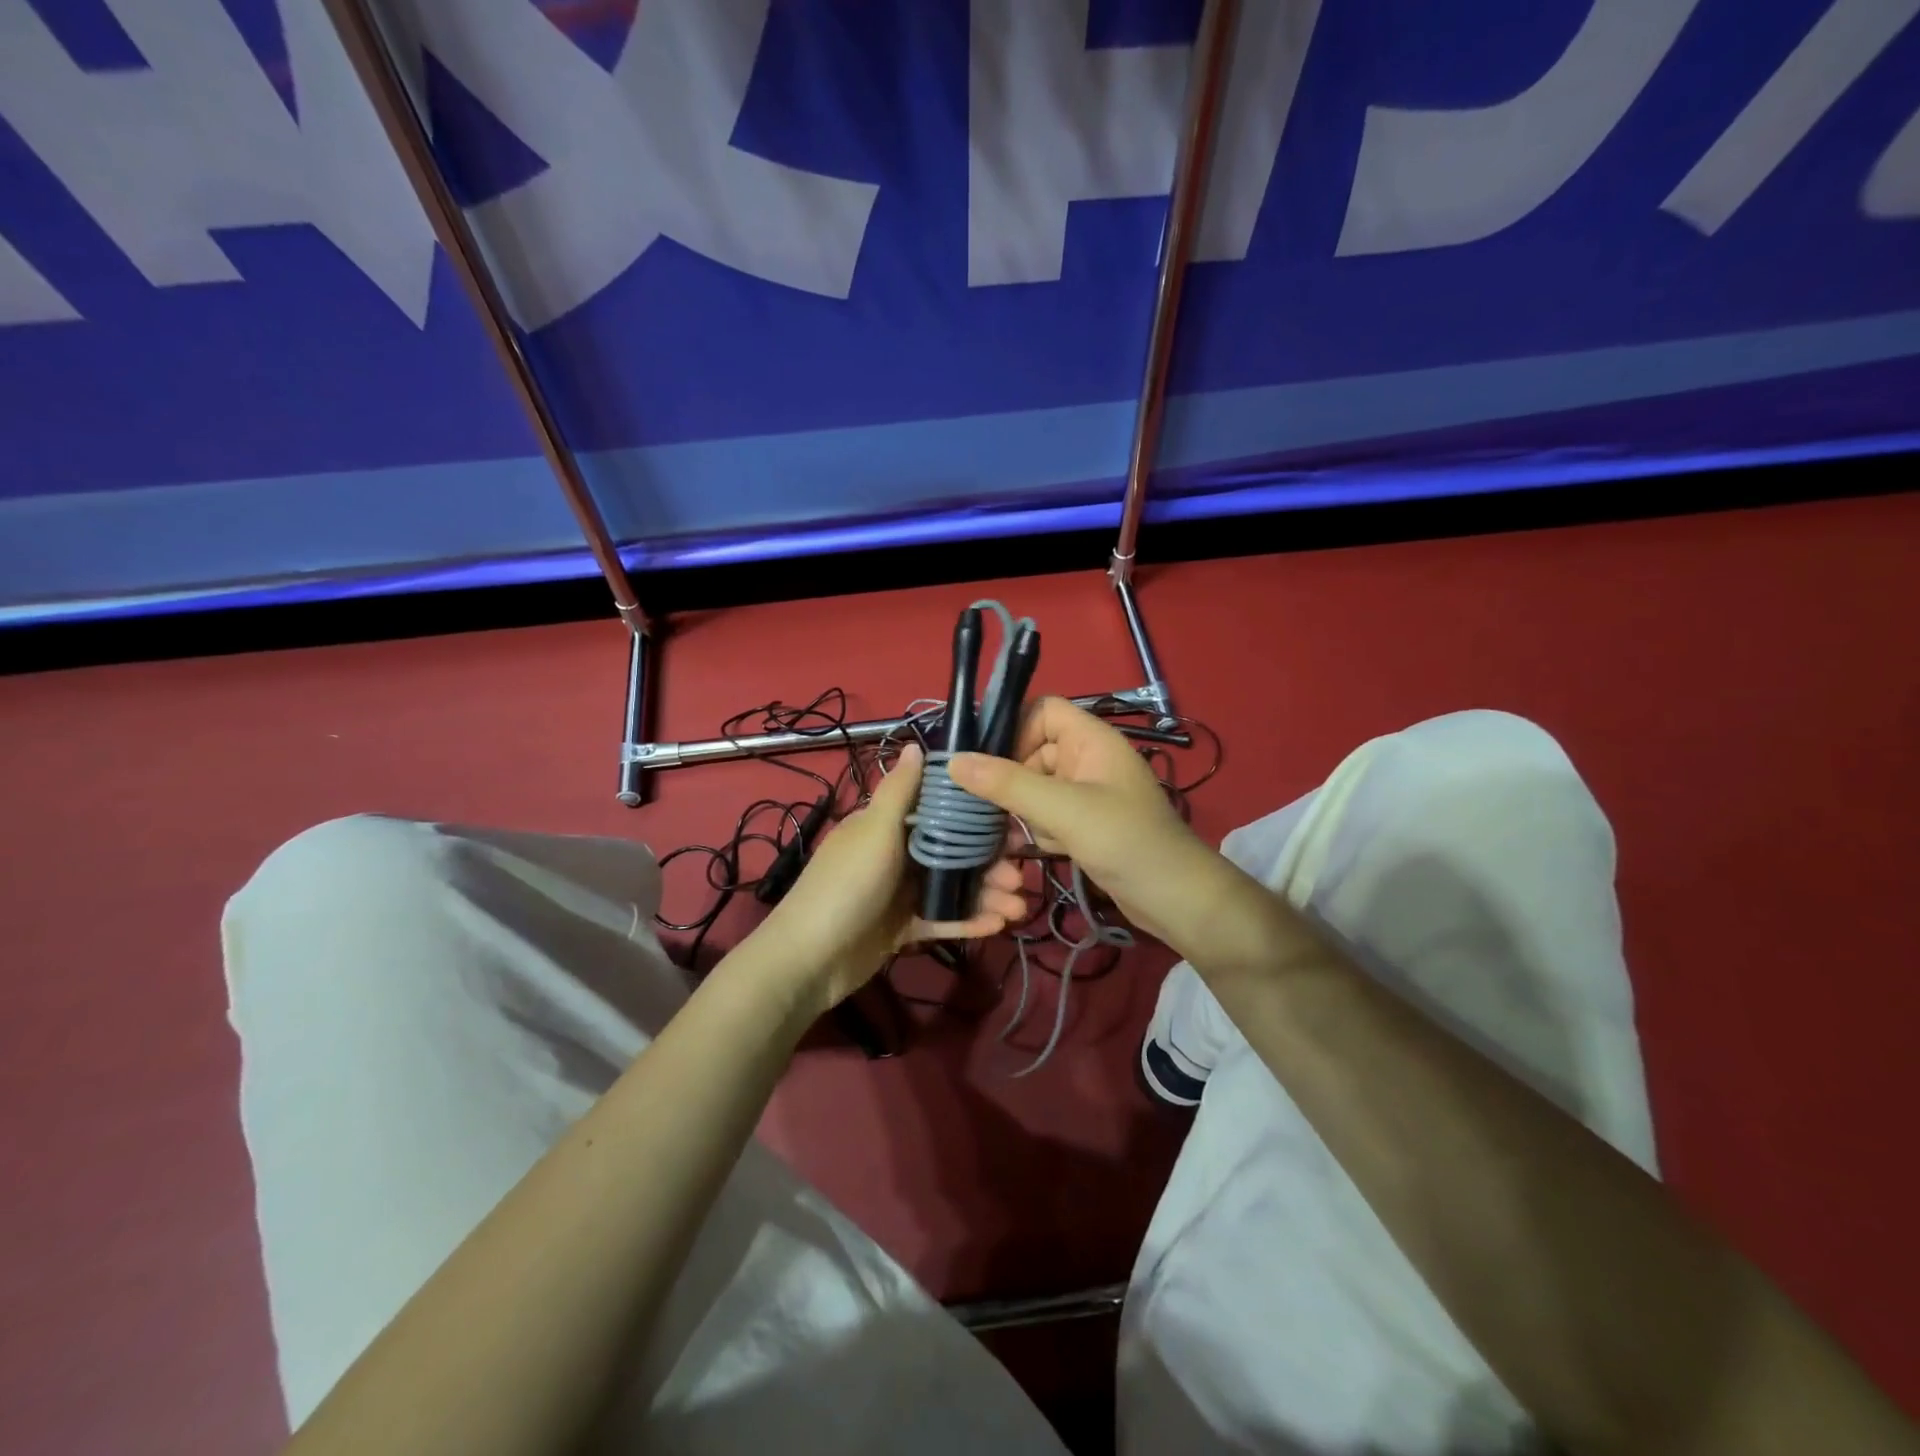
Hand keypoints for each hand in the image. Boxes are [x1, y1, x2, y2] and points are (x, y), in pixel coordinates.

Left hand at [747, 744, 1026, 1014]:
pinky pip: (942, 919)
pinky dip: (968, 921)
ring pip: (953, 887)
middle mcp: (896, 854)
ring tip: (1018, 908)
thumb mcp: (875, 831)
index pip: (939, 812)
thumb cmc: (846, 886)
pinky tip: (998, 926)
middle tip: (1021, 876)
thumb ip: (900, 791)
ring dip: (986, 895)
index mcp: (887, 825)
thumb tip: (915, 744)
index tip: (1011, 824)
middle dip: (989, 863)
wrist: (809, 959)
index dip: (975, 817)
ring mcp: (900, 893)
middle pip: (953, 852)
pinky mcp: (903, 928)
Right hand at [948, 698, 1220, 948]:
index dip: (1013, 730)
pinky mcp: (1085, 824)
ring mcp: (1087, 793)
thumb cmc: (1125, 841)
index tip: (988, 763)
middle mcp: (1088, 759)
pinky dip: (1039, 831)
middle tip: (989, 808)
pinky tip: (1046, 852)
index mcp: (1091, 739)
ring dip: (1024, 812)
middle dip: (1011, 781)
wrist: (1175, 899)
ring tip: (1029, 835)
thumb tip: (953, 760)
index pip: (1042, 711)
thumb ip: (1008, 784)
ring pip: (1034, 788)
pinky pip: (1046, 814)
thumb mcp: (1063, 809)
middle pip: (1031, 752)